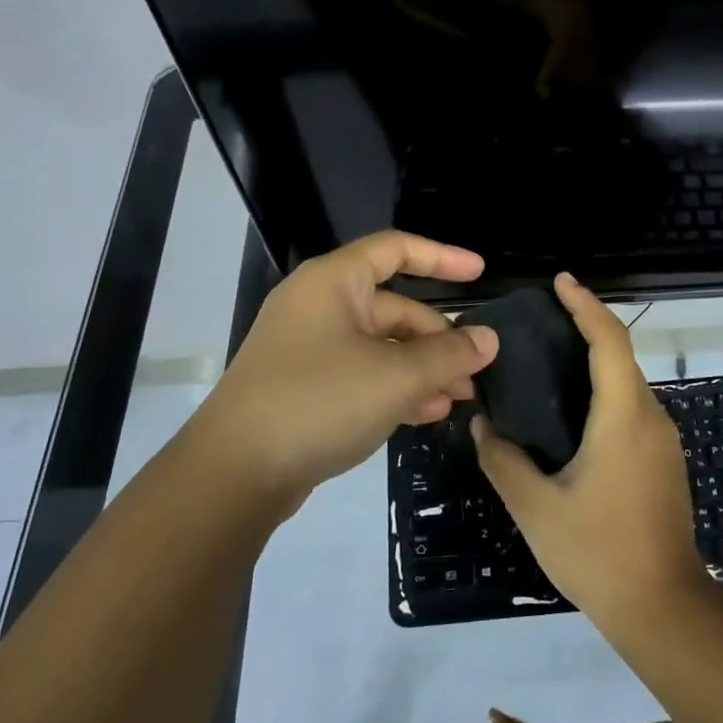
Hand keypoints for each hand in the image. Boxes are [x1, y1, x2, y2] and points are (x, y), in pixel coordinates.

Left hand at [189, 232, 497, 508]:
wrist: (234, 473)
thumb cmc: (318, 401)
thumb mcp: (395, 377)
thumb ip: (448, 355)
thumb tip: (488, 339)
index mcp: (334, 282)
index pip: (396, 250)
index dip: (443, 257)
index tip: (481, 274)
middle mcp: (321, 306)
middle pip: (395, 307)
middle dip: (438, 338)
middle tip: (474, 371)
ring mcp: (311, 348)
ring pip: (382, 346)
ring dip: (423, 368)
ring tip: (460, 397)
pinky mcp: (307, 387)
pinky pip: (363, 374)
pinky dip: (395, 388)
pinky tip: (427, 414)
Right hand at [474, 273, 710, 629]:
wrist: (664, 608)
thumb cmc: (598, 552)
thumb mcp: (536, 508)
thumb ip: (503, 461)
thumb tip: (481, 426)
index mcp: (623, 417)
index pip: (609, 341)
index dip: (586, 305)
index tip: (561, 282)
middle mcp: (650, 418)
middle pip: (621, 355)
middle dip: (587, 327)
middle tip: (543, 319)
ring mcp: (663, 440)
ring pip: (628, 383)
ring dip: (596, 361)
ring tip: (550, 359)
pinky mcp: (664, 461)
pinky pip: (632, 408)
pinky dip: (605, 391)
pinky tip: (573, 411)